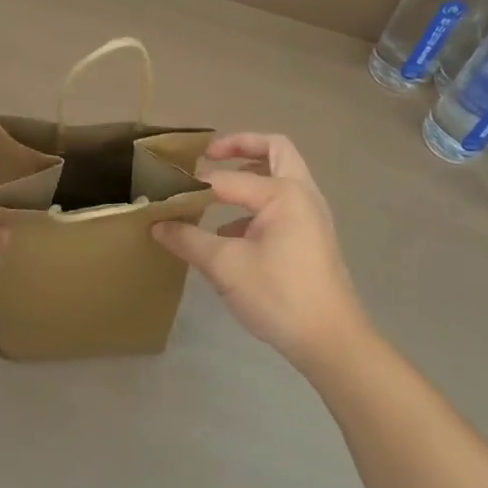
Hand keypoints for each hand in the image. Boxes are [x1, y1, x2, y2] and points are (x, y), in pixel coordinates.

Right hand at [152, 133, 368, 373]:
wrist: (331, 341)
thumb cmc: (279, 295)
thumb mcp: (225, 266)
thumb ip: (188, 240)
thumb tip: (156, 225)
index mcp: (283, 193)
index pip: (228, 178)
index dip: (193, 184)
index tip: (164, 191)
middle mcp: (302, 194)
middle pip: (274, 150)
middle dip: (240, 146)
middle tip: (208, 155)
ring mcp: (311, 215)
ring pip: (280, 176)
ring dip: (250, 173)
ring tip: (215, 191)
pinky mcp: (311, 236)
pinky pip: (281, 203)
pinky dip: (256, 203)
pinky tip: (229, 232)